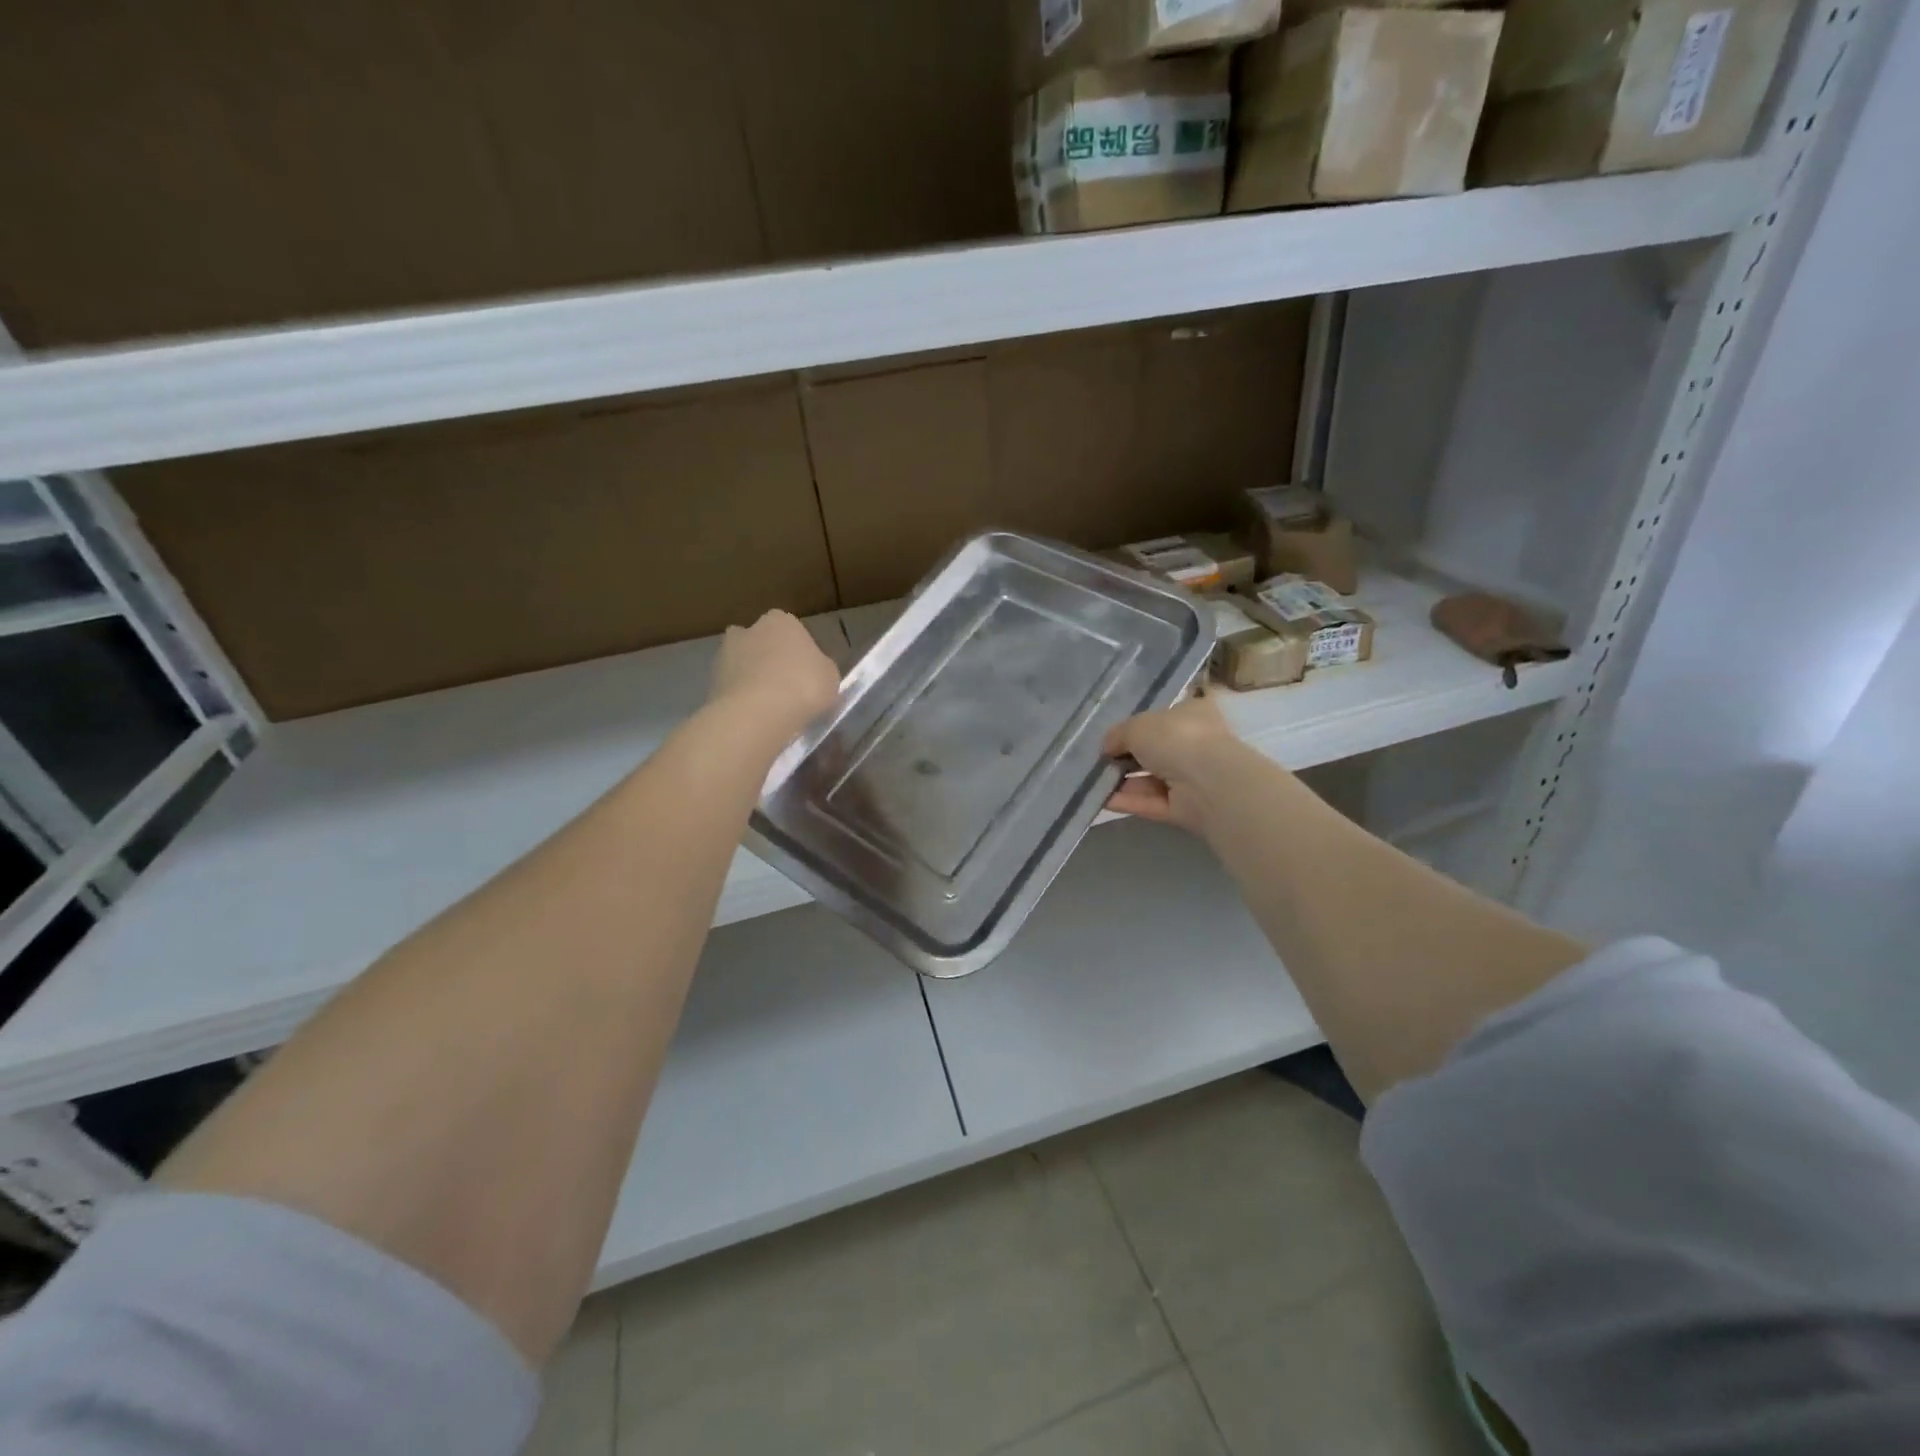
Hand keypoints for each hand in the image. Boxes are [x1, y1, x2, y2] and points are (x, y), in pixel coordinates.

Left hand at [708, 610, 839, 740]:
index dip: (799, 653)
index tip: (807, 674)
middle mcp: (747, 630)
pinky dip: (740, 701)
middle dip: (769, 661)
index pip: (791, 631)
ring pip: (742, 666)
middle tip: (786, 689)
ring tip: (769, 709)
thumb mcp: (830, 677)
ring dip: (752, 681)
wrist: (757, 714)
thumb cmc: (803, 685)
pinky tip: (754, 719)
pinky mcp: (710, 683)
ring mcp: (724, 655)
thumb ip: (820, 668)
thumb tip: (814, 672)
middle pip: (761, 644)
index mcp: (780, 620)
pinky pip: (732, 690)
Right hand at [1104, 697, 1237, 834]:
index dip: (1136, 727)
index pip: (1163, 718)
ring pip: (1150, 779)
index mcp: (1192, 714)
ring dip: (1122, 781)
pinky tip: (1102, 799)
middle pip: (1154, 751)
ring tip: (1092, 781)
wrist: (1207, 782)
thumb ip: (1118, 734)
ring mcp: (1191, 778)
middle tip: (1098, 761)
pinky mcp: (1185, 808)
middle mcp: (1194, 744)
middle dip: (1125, 757)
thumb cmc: (1175, 739)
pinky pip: (1151, 802)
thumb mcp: (1137, 726)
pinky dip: (1128, 801)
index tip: (1112, 737)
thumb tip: (1107, 746)